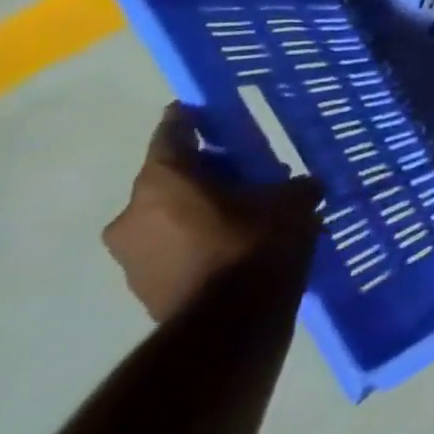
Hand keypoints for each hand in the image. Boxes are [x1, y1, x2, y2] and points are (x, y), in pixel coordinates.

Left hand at [104, 105, 322, 321]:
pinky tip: (231, 246)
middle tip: (240, 170)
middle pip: (168, 178)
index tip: (200, 109)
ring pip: (167, 216)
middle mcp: (132, 212)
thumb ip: (295, 186)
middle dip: (203, 172)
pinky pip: (170, 248)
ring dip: (198, 210)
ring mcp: (130, 254)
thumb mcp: (293, 203)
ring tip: (240, 213)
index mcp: (164, 181)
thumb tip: (302, 184)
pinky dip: (196, 240)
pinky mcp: (140, 286)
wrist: (230, 324)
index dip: (189, 119)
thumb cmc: (257, 245)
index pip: (172, 134)